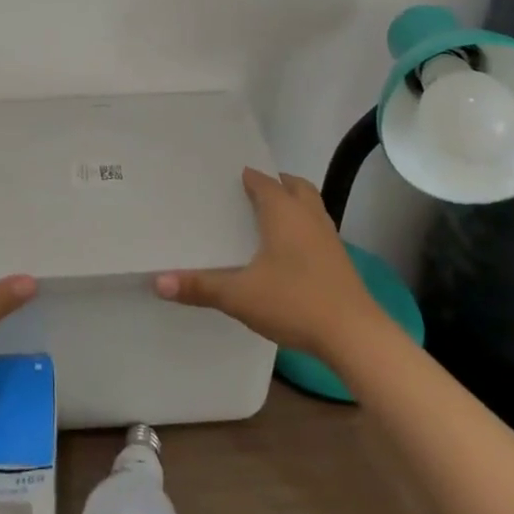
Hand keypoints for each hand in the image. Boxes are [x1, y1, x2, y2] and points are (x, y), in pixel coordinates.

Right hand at [154, 167, 381, 361]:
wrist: (355, 335)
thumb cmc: (295, 301)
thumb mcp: (240, 296)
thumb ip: (200, 287)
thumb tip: (158, 281)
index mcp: (282, 210)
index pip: (262, 181)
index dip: (246, 177)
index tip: (228, 179)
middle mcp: (307, 215)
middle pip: (294, 185)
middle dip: (275, 184)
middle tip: (251, 194)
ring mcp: (329, 236)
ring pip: (310, 206)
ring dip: (293, 204)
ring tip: (270, 220)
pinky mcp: (341, 260)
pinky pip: (318, 230)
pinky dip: (304, 229)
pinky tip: (291, 253)